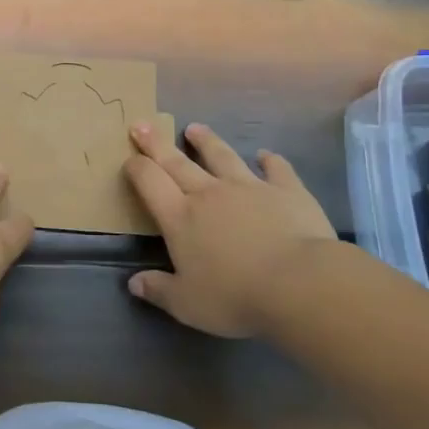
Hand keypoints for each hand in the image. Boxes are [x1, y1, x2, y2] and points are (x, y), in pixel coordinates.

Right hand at [123, 122, 337, 337]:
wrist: (299, 283)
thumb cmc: (235, 296)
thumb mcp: (187, 304)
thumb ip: (159, 290)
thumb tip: (134, 283)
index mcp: (180, 217)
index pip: (149, 182)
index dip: (136, 168)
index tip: (128, 159)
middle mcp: (209, 193)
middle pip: (176, 161)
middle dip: (156, 143)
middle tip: (142, 124)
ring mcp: (249, 187)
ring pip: (222, 156)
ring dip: (206, 141)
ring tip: (195, 128)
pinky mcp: (287, 190)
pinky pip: (276, 169)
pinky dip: (270, 160)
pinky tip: (266, 155)